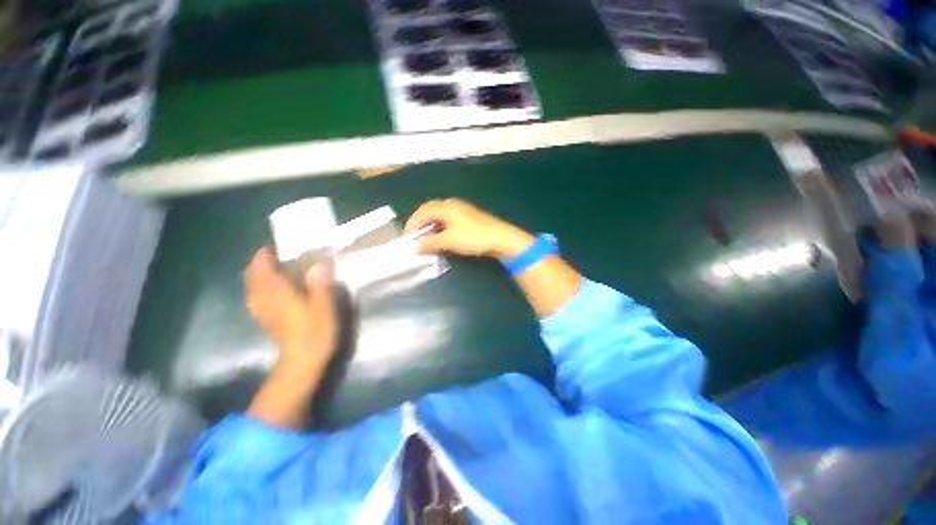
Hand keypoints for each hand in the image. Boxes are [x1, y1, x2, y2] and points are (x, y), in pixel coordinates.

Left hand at [243, 248, 336, 364]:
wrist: (302, 359)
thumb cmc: (315, 330)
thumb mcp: (324, 304)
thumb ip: (320, 282)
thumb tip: (318, 264)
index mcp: (276, 290)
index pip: (262, 264)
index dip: (268, 253)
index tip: (283, 247)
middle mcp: (262, 296)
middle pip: (253, 273)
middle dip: (262, 262)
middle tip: (283, 257)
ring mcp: (260, 308)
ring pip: (251, 284)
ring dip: (260, 273)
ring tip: (280, 270)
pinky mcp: (263, 317)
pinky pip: (255, 295)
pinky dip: (261, 286)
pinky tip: (275, 289)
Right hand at [405, 199, 533, 258]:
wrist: (500, 238)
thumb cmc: (473, 237)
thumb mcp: (449, 240)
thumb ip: (430, 243)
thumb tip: (414, 247)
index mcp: (446, 206)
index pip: (423, 211)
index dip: (413, 223)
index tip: (407, 237)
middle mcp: (452, 204)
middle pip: (430, 211)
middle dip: (420, 223)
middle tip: (414, 236)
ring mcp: (462, 210)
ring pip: (440, 215)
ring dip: (430, 226)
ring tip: (425, 238)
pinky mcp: (469, 218)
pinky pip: (448, 220)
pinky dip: (440, 227)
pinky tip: (441, 236)